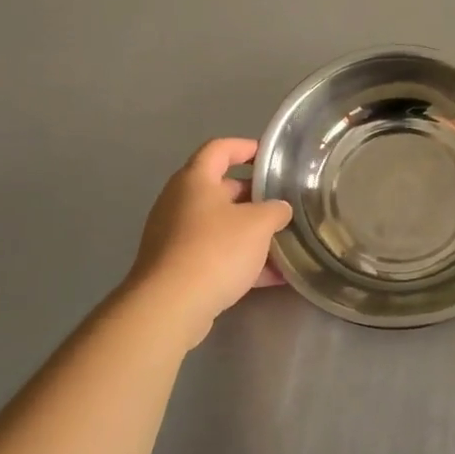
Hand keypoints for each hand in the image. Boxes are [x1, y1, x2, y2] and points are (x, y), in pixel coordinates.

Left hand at [126, 138, 292, 340]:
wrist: (171, 306)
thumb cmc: (216, 250)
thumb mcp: (259, 224)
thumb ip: (275, 210)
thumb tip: (279, 209)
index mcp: (195, 181)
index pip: (219, 149)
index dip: (245, 147)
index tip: (270, 155)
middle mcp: (180, 203)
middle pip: (221, 189)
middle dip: (254, 196)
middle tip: (283, 203)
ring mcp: (175, 236)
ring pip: (220, 225)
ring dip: (251, 233)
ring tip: (284, 243)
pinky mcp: (177, 267)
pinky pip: (215, 254)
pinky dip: (241, 260)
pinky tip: (272, 277)